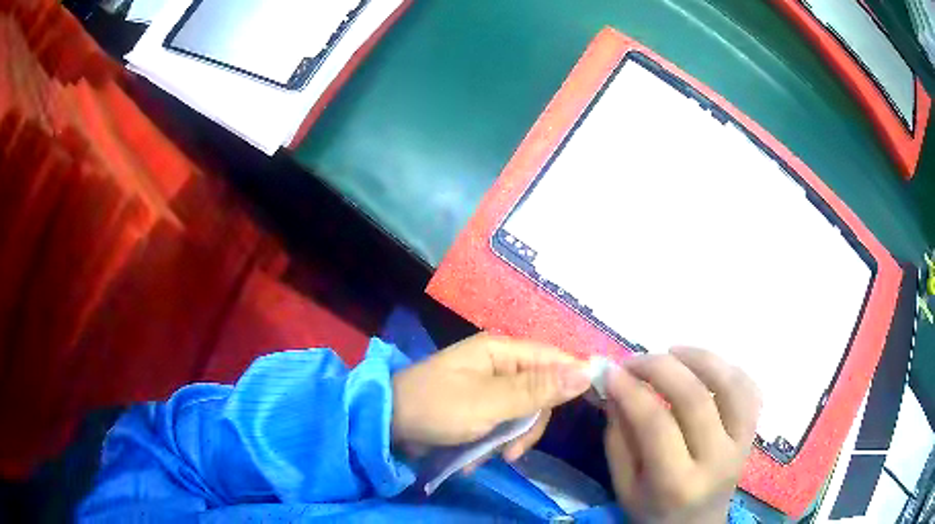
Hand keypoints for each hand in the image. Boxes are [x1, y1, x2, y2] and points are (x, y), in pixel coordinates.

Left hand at [391, 333, 590, 460]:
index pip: (555, 357)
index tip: (590, 406)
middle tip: (512, 452)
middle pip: (541, 392)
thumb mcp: (490, 403)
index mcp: (502, 351)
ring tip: (488, 457)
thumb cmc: (437, 408)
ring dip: (509, 440)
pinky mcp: (478, 408)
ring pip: (522, 414)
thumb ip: (538, 389)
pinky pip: (502, 424)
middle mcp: (499, 365)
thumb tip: (587, 370)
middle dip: (529, 426)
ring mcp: (488, 388)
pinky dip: (493, 443)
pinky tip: (474, 457)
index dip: (574, 379)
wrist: (386, 426)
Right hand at [603, 347, 761, 523]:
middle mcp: (716, 461)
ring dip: (700, 358)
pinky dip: (729, 368)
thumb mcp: (624, 486)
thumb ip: (618, 438)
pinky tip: (705, 367)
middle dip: (661, 367)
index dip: (631, 390)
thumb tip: (614, 386)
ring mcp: (742, 443)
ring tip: (672, 352)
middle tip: (635, 359)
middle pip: (696, 398)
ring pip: (731, 384)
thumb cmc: (653, 511)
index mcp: (677, 484)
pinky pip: (750, 388)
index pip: (656, 425)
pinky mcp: (753, 432)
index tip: (611, 371)